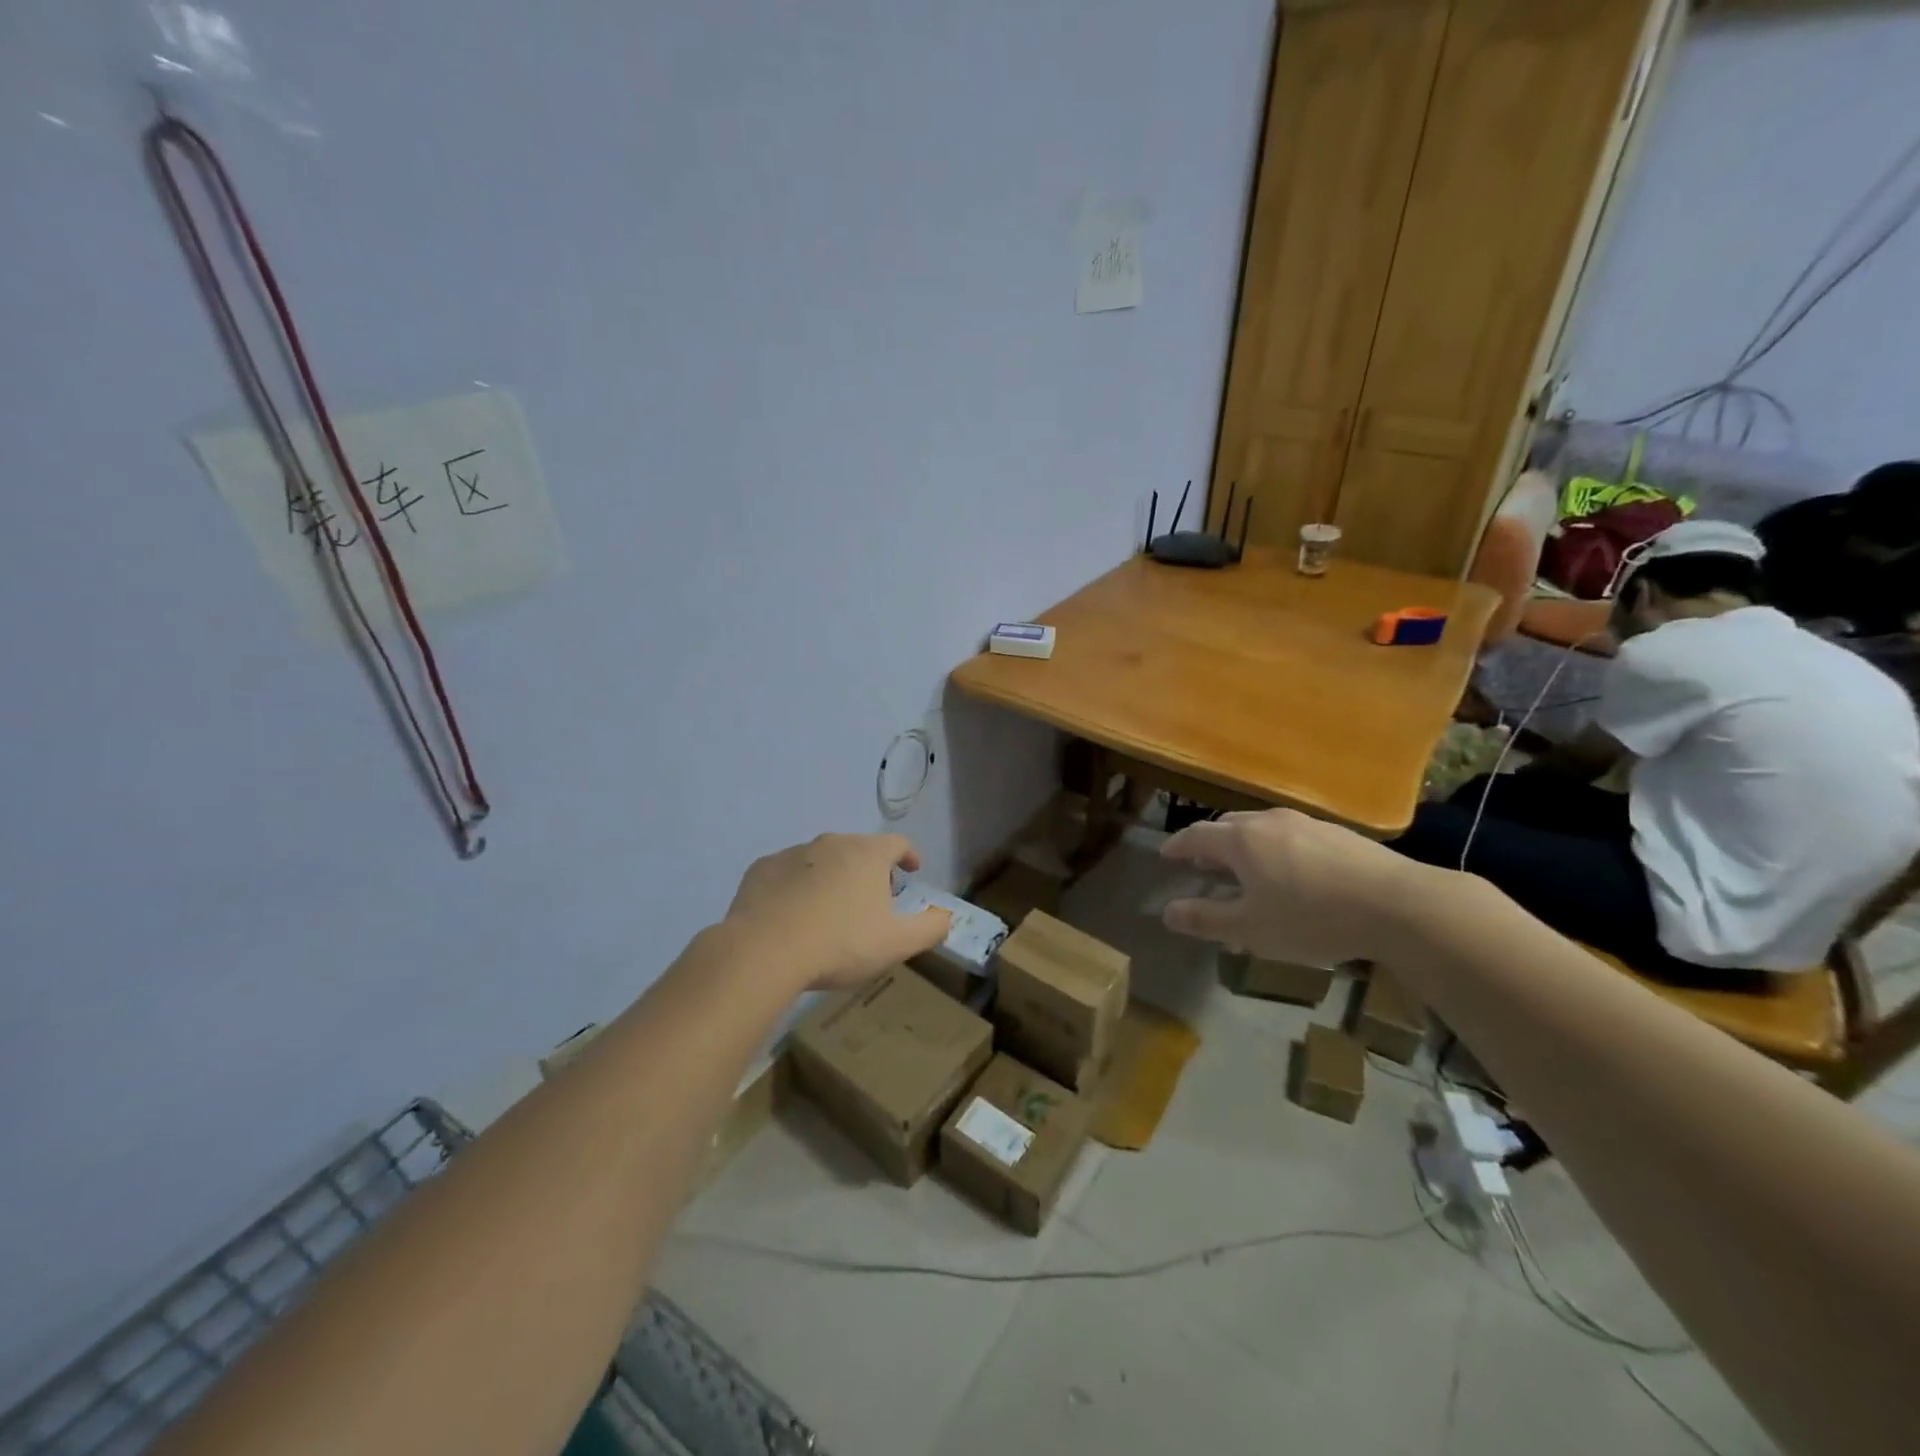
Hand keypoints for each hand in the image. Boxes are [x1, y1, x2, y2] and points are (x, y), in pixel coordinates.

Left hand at [722, 833, 950, 991]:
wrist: (764, 951)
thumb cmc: (840, 944)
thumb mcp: (897, 944)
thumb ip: (930, 928)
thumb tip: (946, 917)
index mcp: (868, 854)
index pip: (897, 843)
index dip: (908, 855)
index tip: (911, 870)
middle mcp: (831, 843)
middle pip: (858, 850)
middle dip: (868, 870)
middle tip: (870, 901)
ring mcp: (793, 853)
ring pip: (820, 860)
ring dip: (830, 878)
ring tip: (828, 912)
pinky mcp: (761, 869)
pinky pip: (786, 874)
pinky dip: (795, 888)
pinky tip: (791, 916)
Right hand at [1159, 810, 1426, 966]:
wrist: (1398, 905)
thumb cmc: (1312, 917)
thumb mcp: (1251, 928)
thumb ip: (1206, 919)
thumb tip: (1167, 912)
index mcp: (1241, 840)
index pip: (1196, 835)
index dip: (1178, 846)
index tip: (1166, 855)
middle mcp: (1268, 822)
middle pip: (1228, 825)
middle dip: (1210, 843)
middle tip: (1204, 863)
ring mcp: (1306, 823)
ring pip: (1261, 827)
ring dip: (1244, 844)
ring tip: (1246, 868)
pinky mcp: (1337, 833)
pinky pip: (1290, 834)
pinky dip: (1275, 848)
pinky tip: (1291, 871)